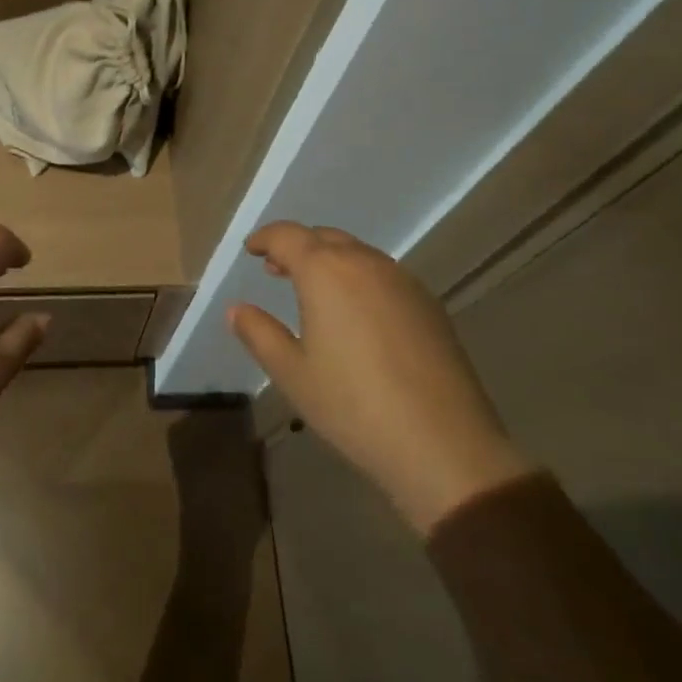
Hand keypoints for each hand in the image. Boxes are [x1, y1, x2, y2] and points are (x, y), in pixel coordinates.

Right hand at [227, 221, 532, 534]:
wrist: (444, 445)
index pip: (288, 235)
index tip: (252, 249)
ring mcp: (402, 280)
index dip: (265, 238)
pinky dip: (359, 278)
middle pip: (324, 237)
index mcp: (325, 271)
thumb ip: (259, 334)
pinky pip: (383, 274)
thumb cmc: (354, 407)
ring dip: (330, 261)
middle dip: (297, 247)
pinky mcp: (428, 304)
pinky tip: (356, 314)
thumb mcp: (293, 374)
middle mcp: (364, 263)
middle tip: (276, 269)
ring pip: (357, 253)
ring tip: (315, 291)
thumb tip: (237, 309)